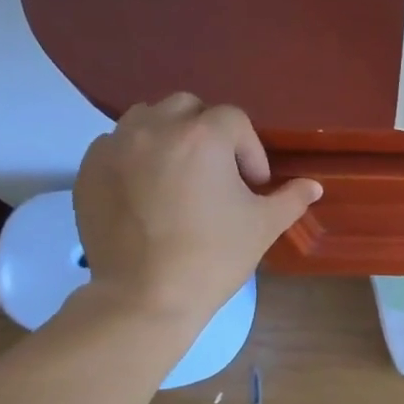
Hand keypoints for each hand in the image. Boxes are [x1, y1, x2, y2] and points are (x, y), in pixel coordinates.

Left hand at [72, 95, 320, 326]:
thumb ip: (291, 199)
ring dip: (169, 136)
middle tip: (218, 173)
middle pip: (187, 107)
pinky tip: (148, 192)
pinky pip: (116, 144)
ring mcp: (116, 146)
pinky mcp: (89, 168)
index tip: (253, 186)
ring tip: (180, 175)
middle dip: (208, 132)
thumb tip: (313, 186)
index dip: (250, 150)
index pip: (234, 119)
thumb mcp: (264, 227)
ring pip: (147, 118)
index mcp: (203, 137)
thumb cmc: (214, 257)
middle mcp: (155, 128)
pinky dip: (136, 156)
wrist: (146, 295)